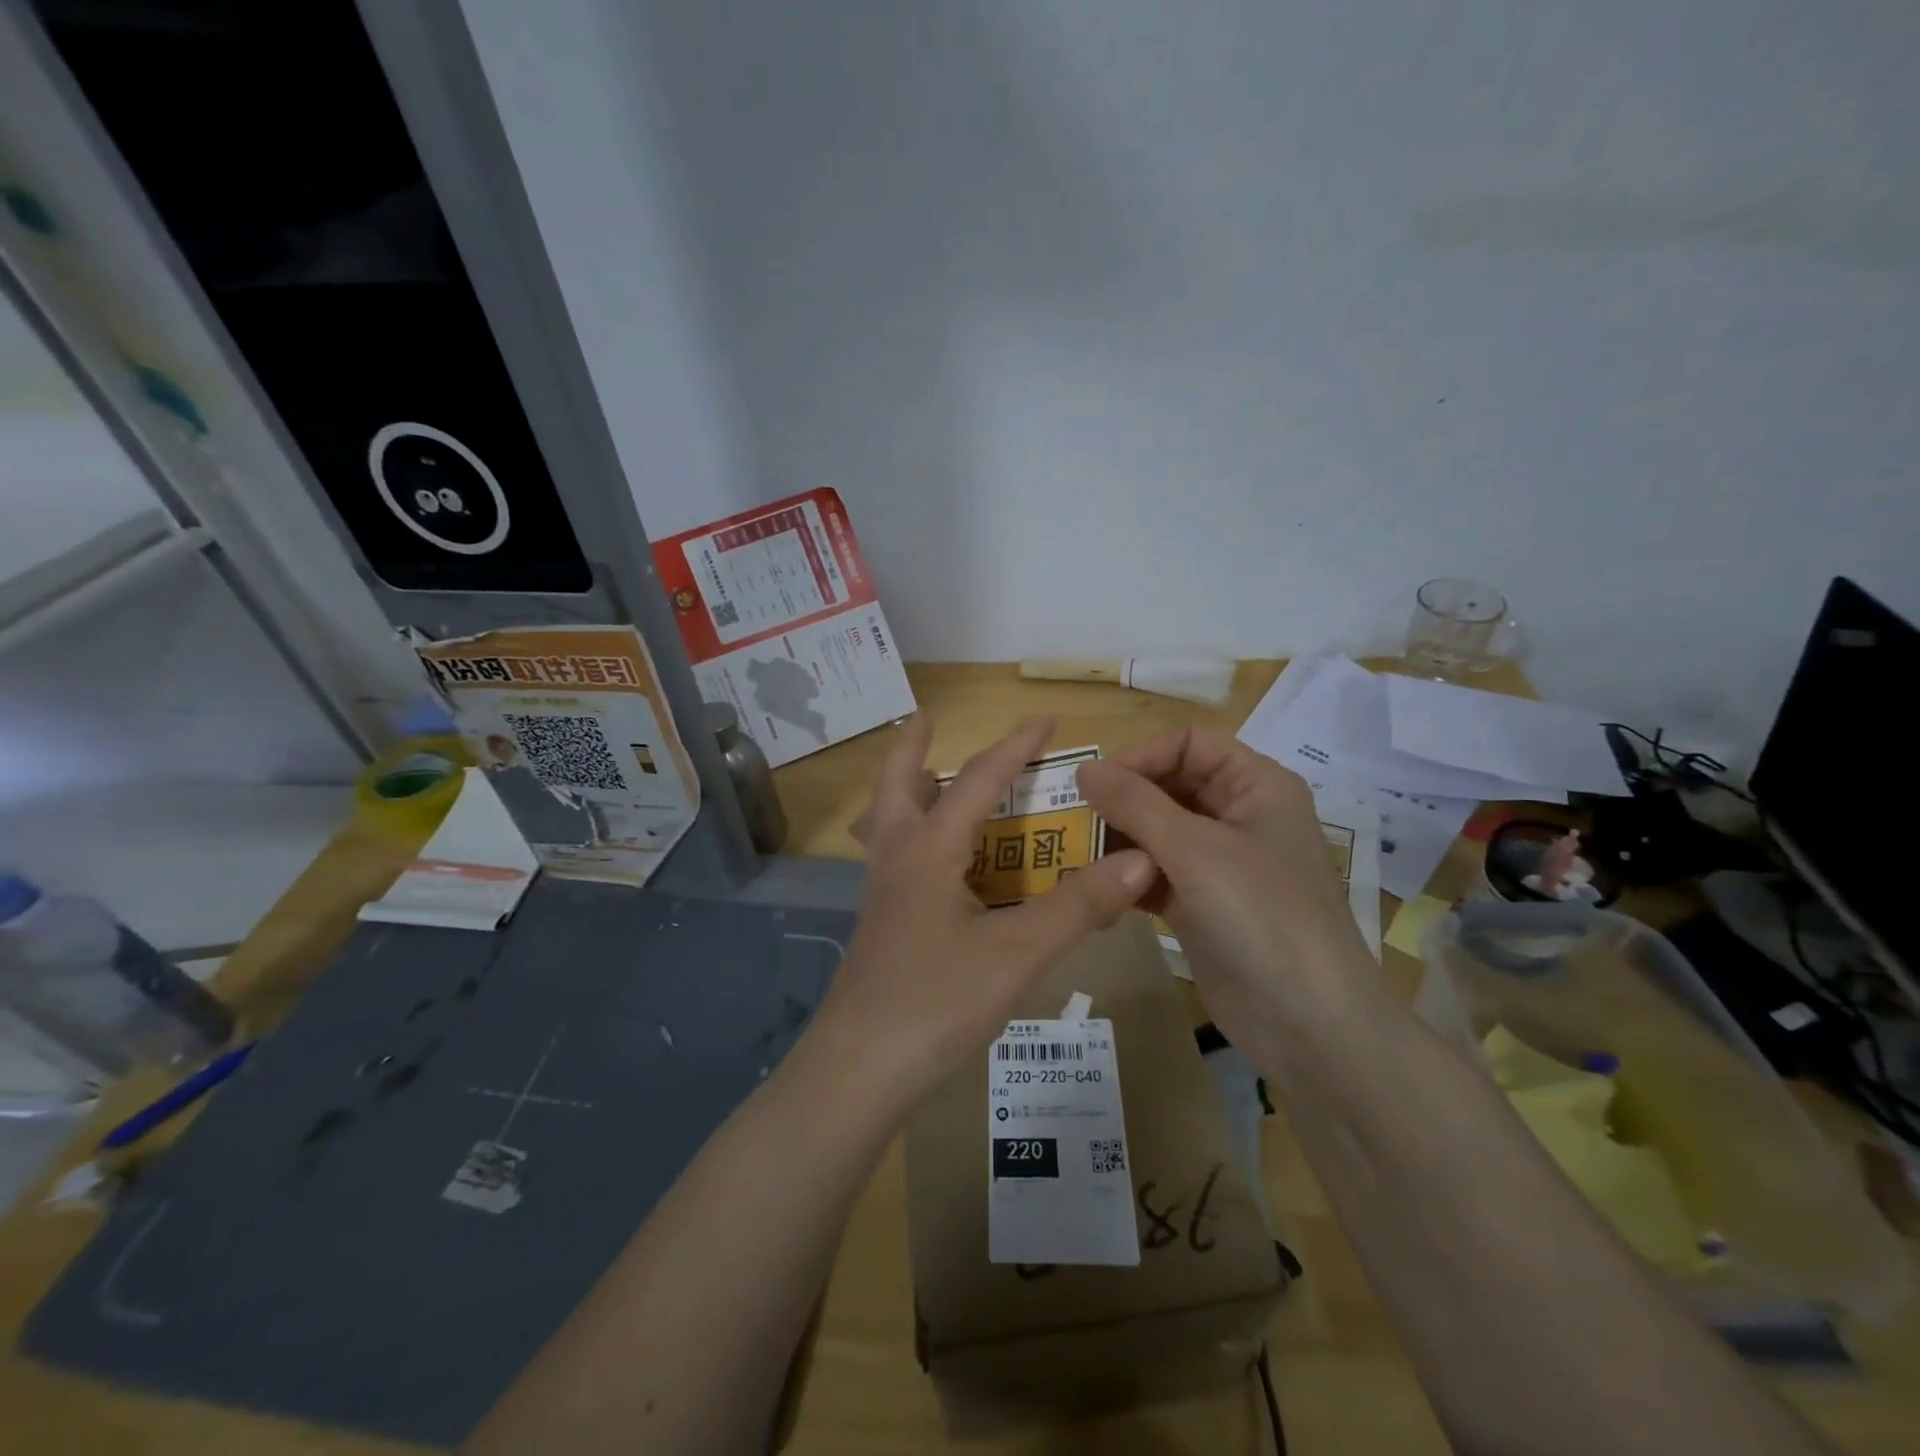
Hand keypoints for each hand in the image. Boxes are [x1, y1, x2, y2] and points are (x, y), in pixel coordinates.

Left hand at [815, 715, 1156, 1104]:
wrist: (859, 1068)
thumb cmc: (936, 1001)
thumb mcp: (1017, 954)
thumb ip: (1077, 906)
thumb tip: (1140, 861)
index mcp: (929, 849)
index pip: (978, 779)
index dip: (1016, 746)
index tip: (1046, 719)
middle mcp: (898, 858)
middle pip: (897, 784)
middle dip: (912, 746)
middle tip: (925, 718)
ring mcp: (882, 892)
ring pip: (886, 820)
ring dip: (904, 788)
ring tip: (927, 777)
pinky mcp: (880, 924)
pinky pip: (892, 857)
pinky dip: (909, 834)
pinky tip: (933, 863)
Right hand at [1076, 729, 1381, 1057]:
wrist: (1308, 1024)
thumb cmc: (1260, 916)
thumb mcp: (1194, 850)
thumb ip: (1135, 803)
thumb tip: (1083, 768)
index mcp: (1256, 786)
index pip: (1189, 744)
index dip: (1142, 755)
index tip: (1094, 781)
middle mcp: (1240, 816)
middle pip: (1171, 785)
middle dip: (1124, 799)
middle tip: (1074, 818)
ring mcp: (1222, 863)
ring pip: (1159, 831)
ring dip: (1120, 839)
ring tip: (1077, 854)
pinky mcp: (1203, 903)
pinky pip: (1157, 873)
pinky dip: (1128, 876)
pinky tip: (1095, 889)